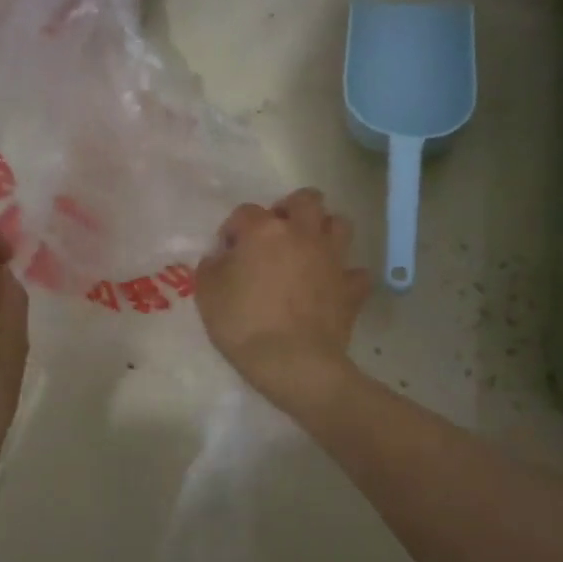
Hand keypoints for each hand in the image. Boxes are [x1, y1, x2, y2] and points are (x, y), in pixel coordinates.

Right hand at [196, 188, 370, 406]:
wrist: (293, 361)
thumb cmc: (243, 324)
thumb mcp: (207, 293)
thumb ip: (212, 266)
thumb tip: (221, 257)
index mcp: (265, 230)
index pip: (245, 212)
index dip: (234, 228)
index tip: (228, 251)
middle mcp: (303, 234)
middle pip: (306, 200)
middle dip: (291, 209)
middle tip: (277, 234)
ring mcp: (332, 258)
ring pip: (340, 224)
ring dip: (324, 231)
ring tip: (309, 250)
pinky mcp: (352, 287)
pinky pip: (355, 271)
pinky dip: (345, 275)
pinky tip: (332, 286)